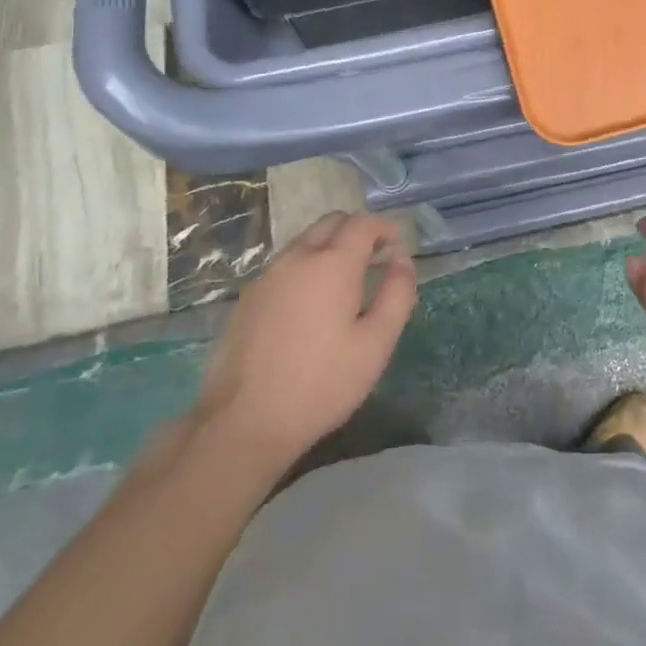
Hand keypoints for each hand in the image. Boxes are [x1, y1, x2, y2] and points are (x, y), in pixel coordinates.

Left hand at [193, 211, 416, 472]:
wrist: (242, 422)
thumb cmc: (320, 383)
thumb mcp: (376, 344)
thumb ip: (397, 294)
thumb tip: (402, 261)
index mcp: (332, 263)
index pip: (362, 223)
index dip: (384, 228)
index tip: (396, 247)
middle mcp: (298, 257)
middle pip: (332, 222)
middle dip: (357, 231)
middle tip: (374, 258)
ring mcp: (268, 275)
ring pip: (306, 241)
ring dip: (330, 246)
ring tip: (344, 282)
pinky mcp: (248, 296)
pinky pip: (285, 264)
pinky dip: (306, 266)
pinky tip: (311, 303)